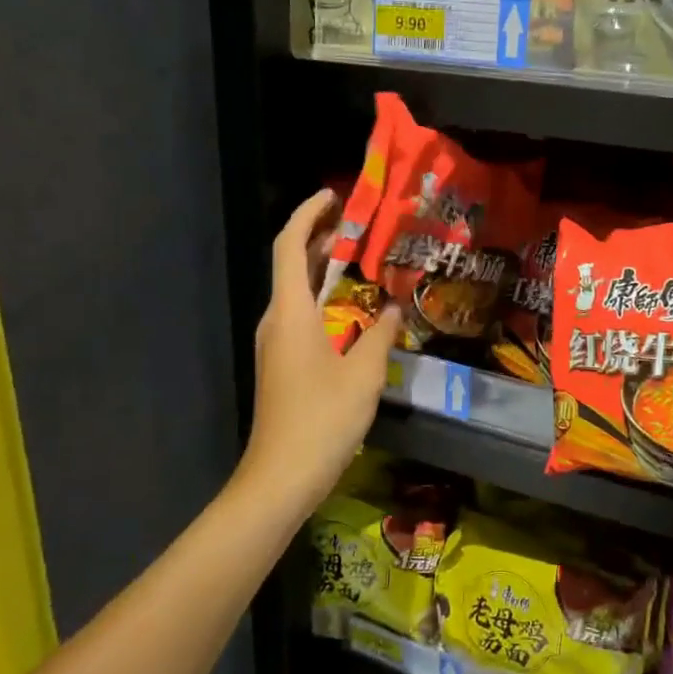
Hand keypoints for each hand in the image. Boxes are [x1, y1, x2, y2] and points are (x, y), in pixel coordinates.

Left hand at [241, 190, 402, 518]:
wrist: (281, 477)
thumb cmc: (322, 420)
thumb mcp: (363, 374)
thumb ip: (381, 334)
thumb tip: (396, 308)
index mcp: (291, 312)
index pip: (290, 246)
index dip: (308, 215)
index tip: (334, 196)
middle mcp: (277, 320)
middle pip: (292, 264)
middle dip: (320, 238)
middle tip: (358, 222)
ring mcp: (276, 344)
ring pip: (297, 292)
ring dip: (323, 269)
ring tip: (360, 256)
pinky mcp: (282, 364)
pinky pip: (301, 315)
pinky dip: (324, 298)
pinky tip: (353, 308)